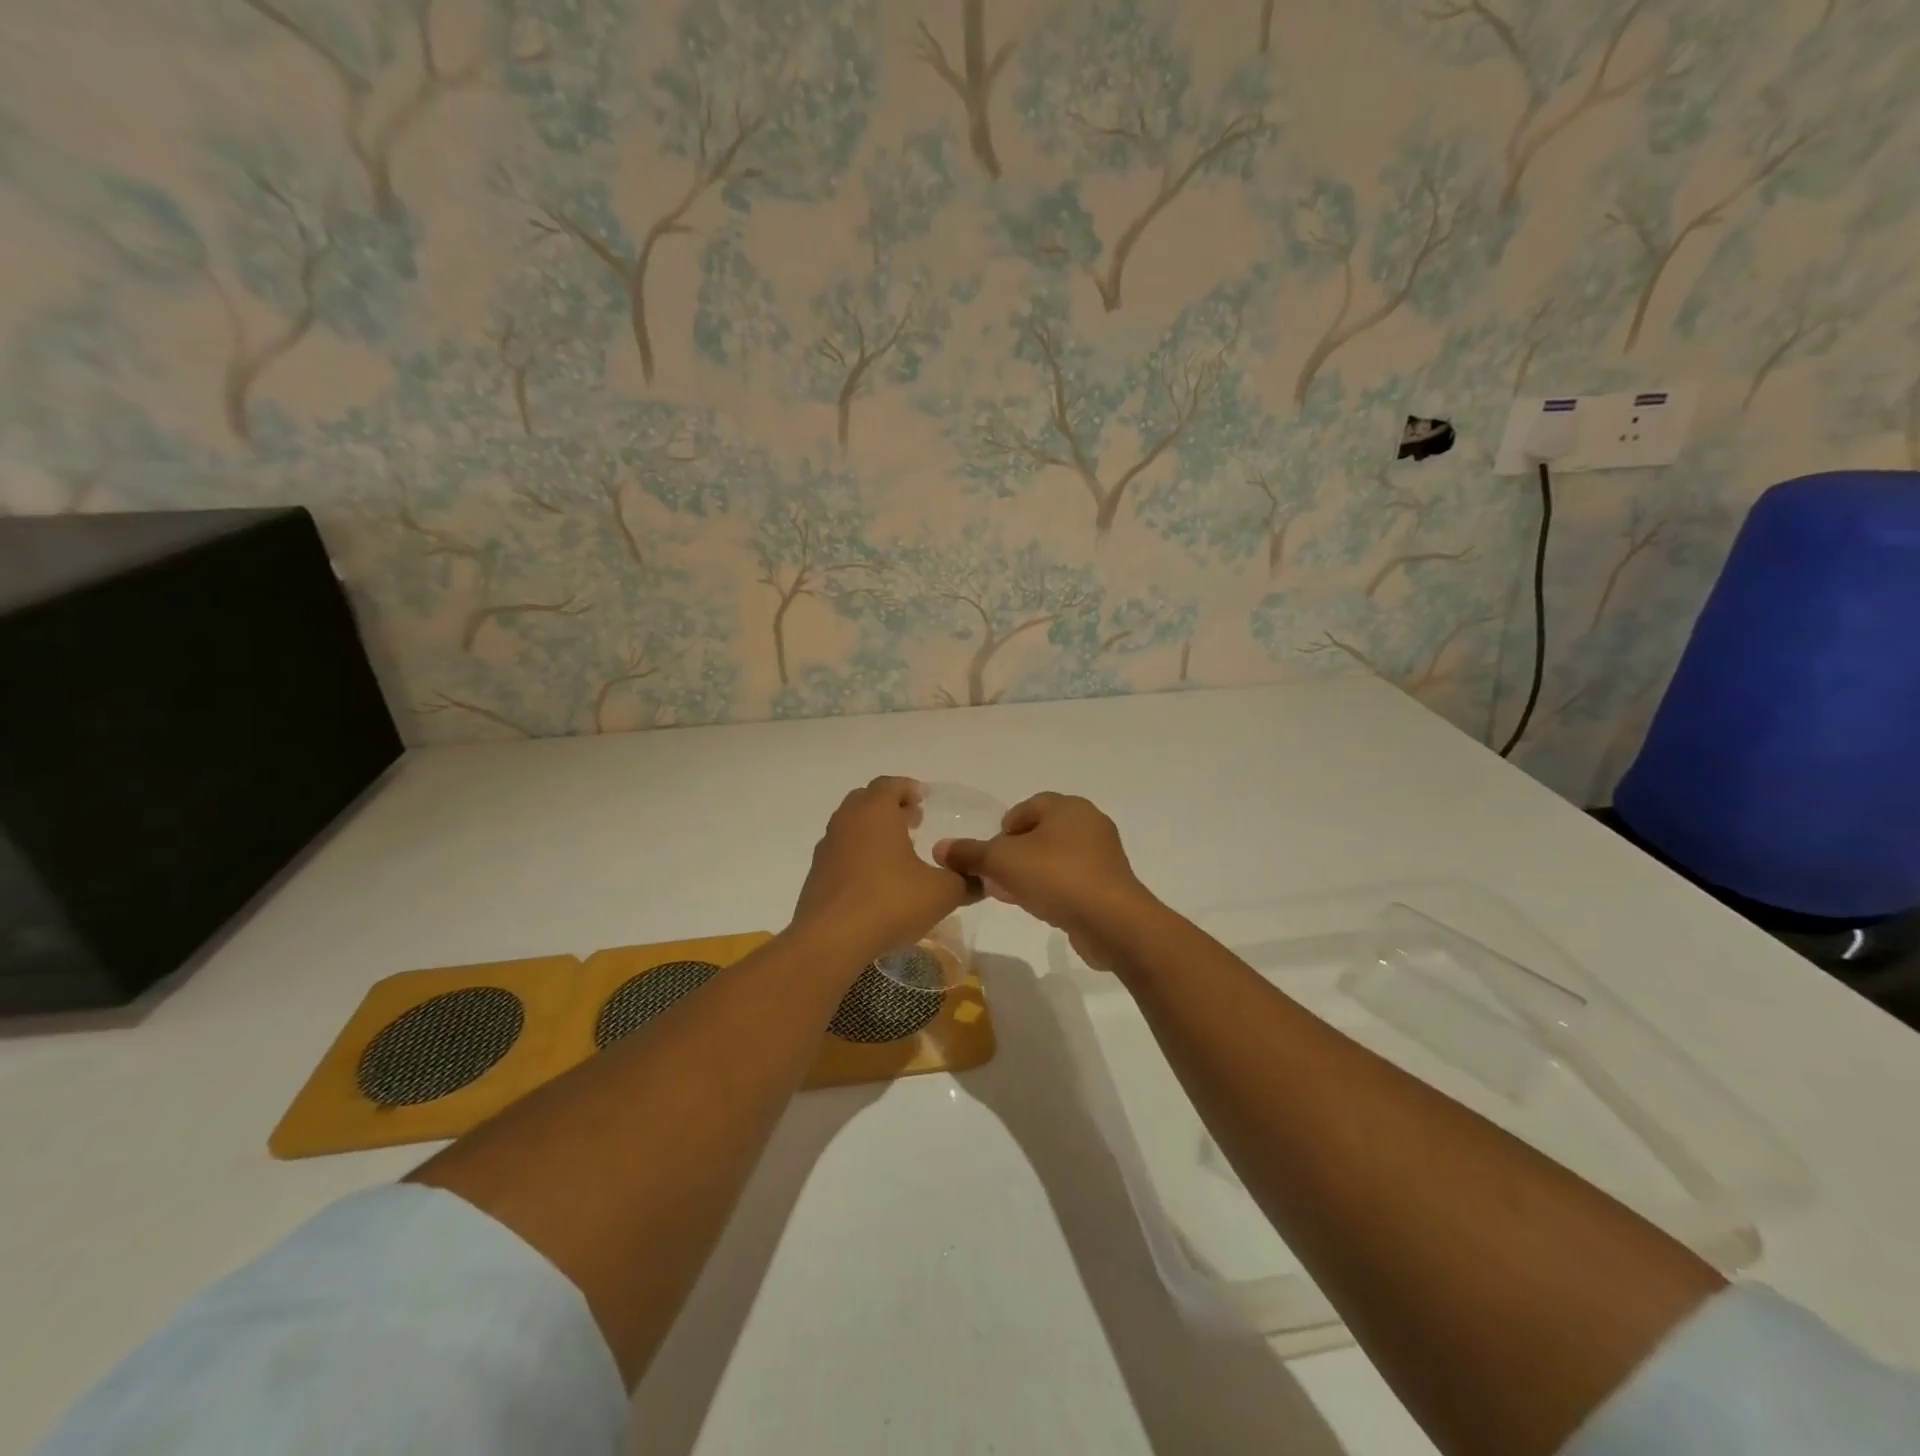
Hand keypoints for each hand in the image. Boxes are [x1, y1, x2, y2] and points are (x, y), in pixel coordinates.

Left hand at [792, 777, 972, 966]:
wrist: (830, 939)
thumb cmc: (889, 902)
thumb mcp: (942, 893)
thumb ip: (965, 881)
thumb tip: (980, 879)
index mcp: (875, 811)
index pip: (889, 784)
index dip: (908, 789)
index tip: (923, 801)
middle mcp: (847, 821)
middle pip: (867, 800)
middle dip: (890, 807)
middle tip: (913, 822)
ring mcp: (827, 847)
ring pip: (851, 826)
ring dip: (873, 832)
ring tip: (897, 853)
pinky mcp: (817, 875)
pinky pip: (841, 853)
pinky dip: (859, 856)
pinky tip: (876, 881)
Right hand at [937, 793, 1159, 970]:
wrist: (1112, 922)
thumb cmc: (1056, 877)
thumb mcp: (1003, 862)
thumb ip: (970, 853)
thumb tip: (941, 848)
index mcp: (1068, 807)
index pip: (1027, 807)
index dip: (1003, 828)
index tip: (990, 853)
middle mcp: (1089, 823)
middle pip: (1040, 833)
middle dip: (1014, 854)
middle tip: (994, 876)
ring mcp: (1102, 855)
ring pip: (1055, 858)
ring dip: (1030, 873)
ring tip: (1009, 894)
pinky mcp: (1108, 884)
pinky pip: (1071, 879)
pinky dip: (1051, 888)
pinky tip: (1036, 907)